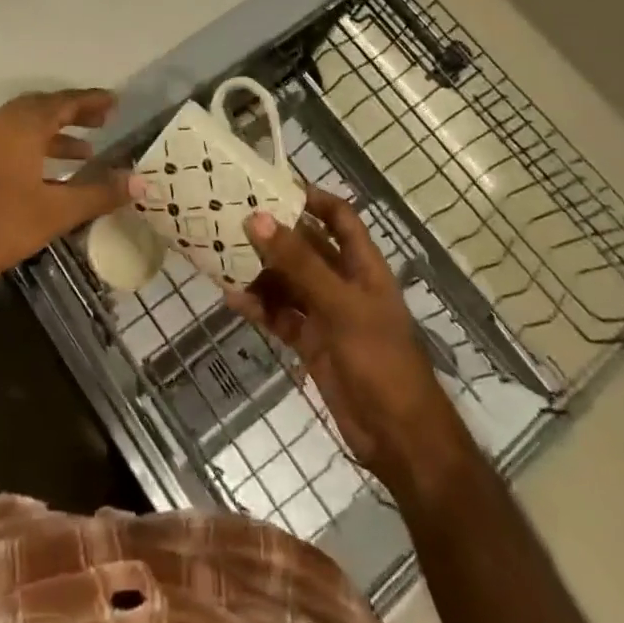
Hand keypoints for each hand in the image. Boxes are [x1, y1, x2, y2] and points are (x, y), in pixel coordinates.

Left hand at [0, 89, 128, 294]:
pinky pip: (10, 143)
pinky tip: (45, 178)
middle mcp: (1, 123)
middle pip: (43, 109)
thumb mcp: (54, 212)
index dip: (91, 101)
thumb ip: (97, 194)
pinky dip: (34, 149)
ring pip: (25, 127)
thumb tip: (140, 182)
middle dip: (74, 114)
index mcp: (23, 125)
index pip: (65, 102)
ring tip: (84, 153)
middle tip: (102, 121)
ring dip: (55, 135)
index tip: (115, 102)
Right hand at [226, 187, 467, 494]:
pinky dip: (260, 308)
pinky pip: (281, 316)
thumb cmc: (380, 360)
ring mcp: (327, 315)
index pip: (339, 217)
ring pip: (288, 282)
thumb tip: (258, 218)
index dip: (312, 198)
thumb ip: (298, 263)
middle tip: (232, 218)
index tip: (272, 185)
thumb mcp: (340, 305)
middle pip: (305, 248)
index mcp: (363, 266)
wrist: (400, 438)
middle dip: (274, 235)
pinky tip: (234, 300)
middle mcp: (344, 283)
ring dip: (261, 272)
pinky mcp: (312, 343)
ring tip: (223, 258)